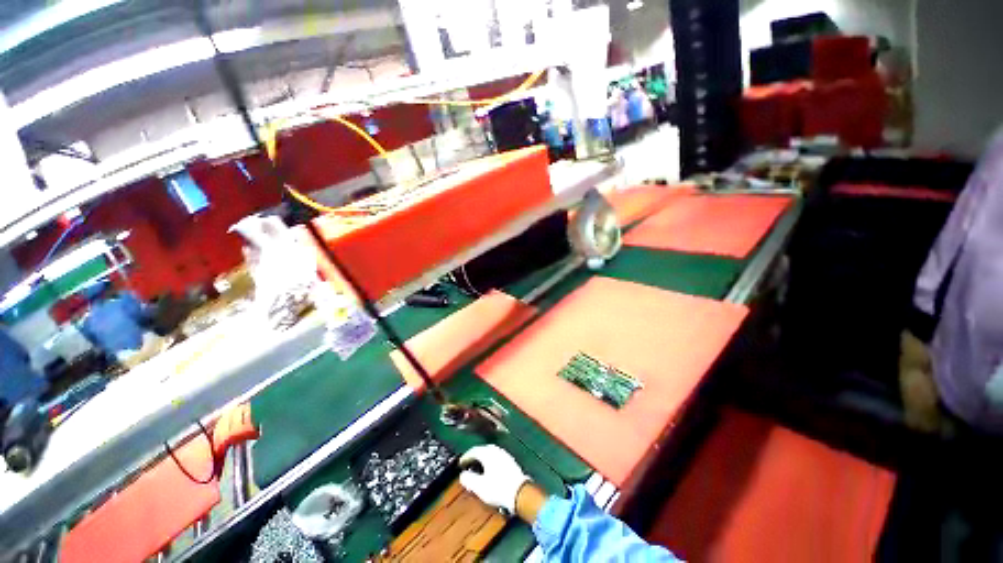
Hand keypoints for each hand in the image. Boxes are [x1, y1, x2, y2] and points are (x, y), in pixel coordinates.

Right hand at [459, 445, 529, 513]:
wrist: (520, 492)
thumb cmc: (498, 488)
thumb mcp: (479, 487)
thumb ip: (469, 479)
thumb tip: (462, 475)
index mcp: (487, 453)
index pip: (473, 451)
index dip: (466, 457)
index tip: (460, 464)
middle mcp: (496, 450)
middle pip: (483, 450)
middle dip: (475, 457)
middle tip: (469, 465)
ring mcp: (505, 455)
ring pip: (491, 453)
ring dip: (483, 459)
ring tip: (478, 468)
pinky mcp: (511, 461)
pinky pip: (497, 458)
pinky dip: (491, 462)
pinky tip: (490, 471)